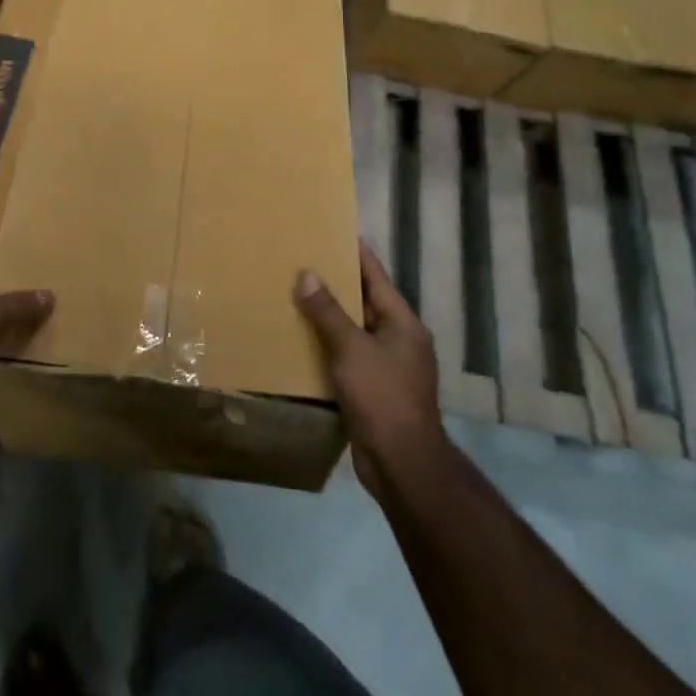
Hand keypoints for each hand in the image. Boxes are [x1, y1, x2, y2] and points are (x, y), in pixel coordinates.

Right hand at [295, 243, 445, 494]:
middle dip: (334, 284)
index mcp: (402, 322)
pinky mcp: (374, 390)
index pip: (375, 274)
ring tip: (293, 296)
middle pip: (364, 301)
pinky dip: (327, 346)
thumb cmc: (382, 397)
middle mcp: (398, 339)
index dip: (353, 252)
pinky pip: (348, 356)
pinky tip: (300, 340)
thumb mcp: (351, 349)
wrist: (402, 465)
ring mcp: (388, 366)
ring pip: (353, 330)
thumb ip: (328, 312)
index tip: (327, 231)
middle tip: (299, 262)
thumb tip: (307, 275)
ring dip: (328, 317)